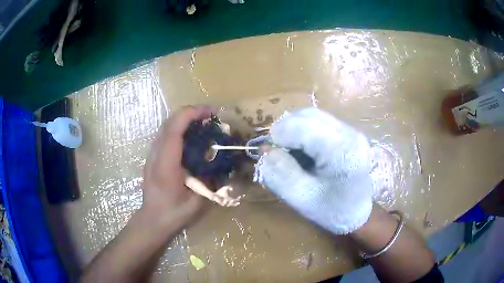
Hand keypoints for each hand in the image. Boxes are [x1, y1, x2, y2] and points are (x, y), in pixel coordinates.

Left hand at [141, 106, 212, 229]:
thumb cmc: (174, 213)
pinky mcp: (152, 157)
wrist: (152, 220)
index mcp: (166, 164)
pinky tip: (190, 137)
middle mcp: (156, 154)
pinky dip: (178, 128)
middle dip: (190, 113)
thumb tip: (223, 163)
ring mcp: (152, 154)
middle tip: (210, 116)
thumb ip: (211, 181)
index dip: (192, 114)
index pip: (174, 129)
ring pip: (165, 126)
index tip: (211, 113)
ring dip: (184, 119)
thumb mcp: (198, 201)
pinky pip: (164, 134)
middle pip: (169, 122)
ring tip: (202, 123)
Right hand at [258, 108, 372, 233]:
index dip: (279, 136)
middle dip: (285, 130)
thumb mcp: (301, 199)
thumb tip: (265, 150)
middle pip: (308, 116)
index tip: (269, 154)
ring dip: (294, 129)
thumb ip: (280, 174)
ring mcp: (351, 130)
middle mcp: (349, 133)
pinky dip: (304, 131)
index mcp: (342, 150)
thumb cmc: (332, 211)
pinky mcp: (348, 133)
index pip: (302, 126)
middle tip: (276, 152)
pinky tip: (303, 150)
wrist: (358, 213)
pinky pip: (319, 122)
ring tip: (288, 151)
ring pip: (312, 115)